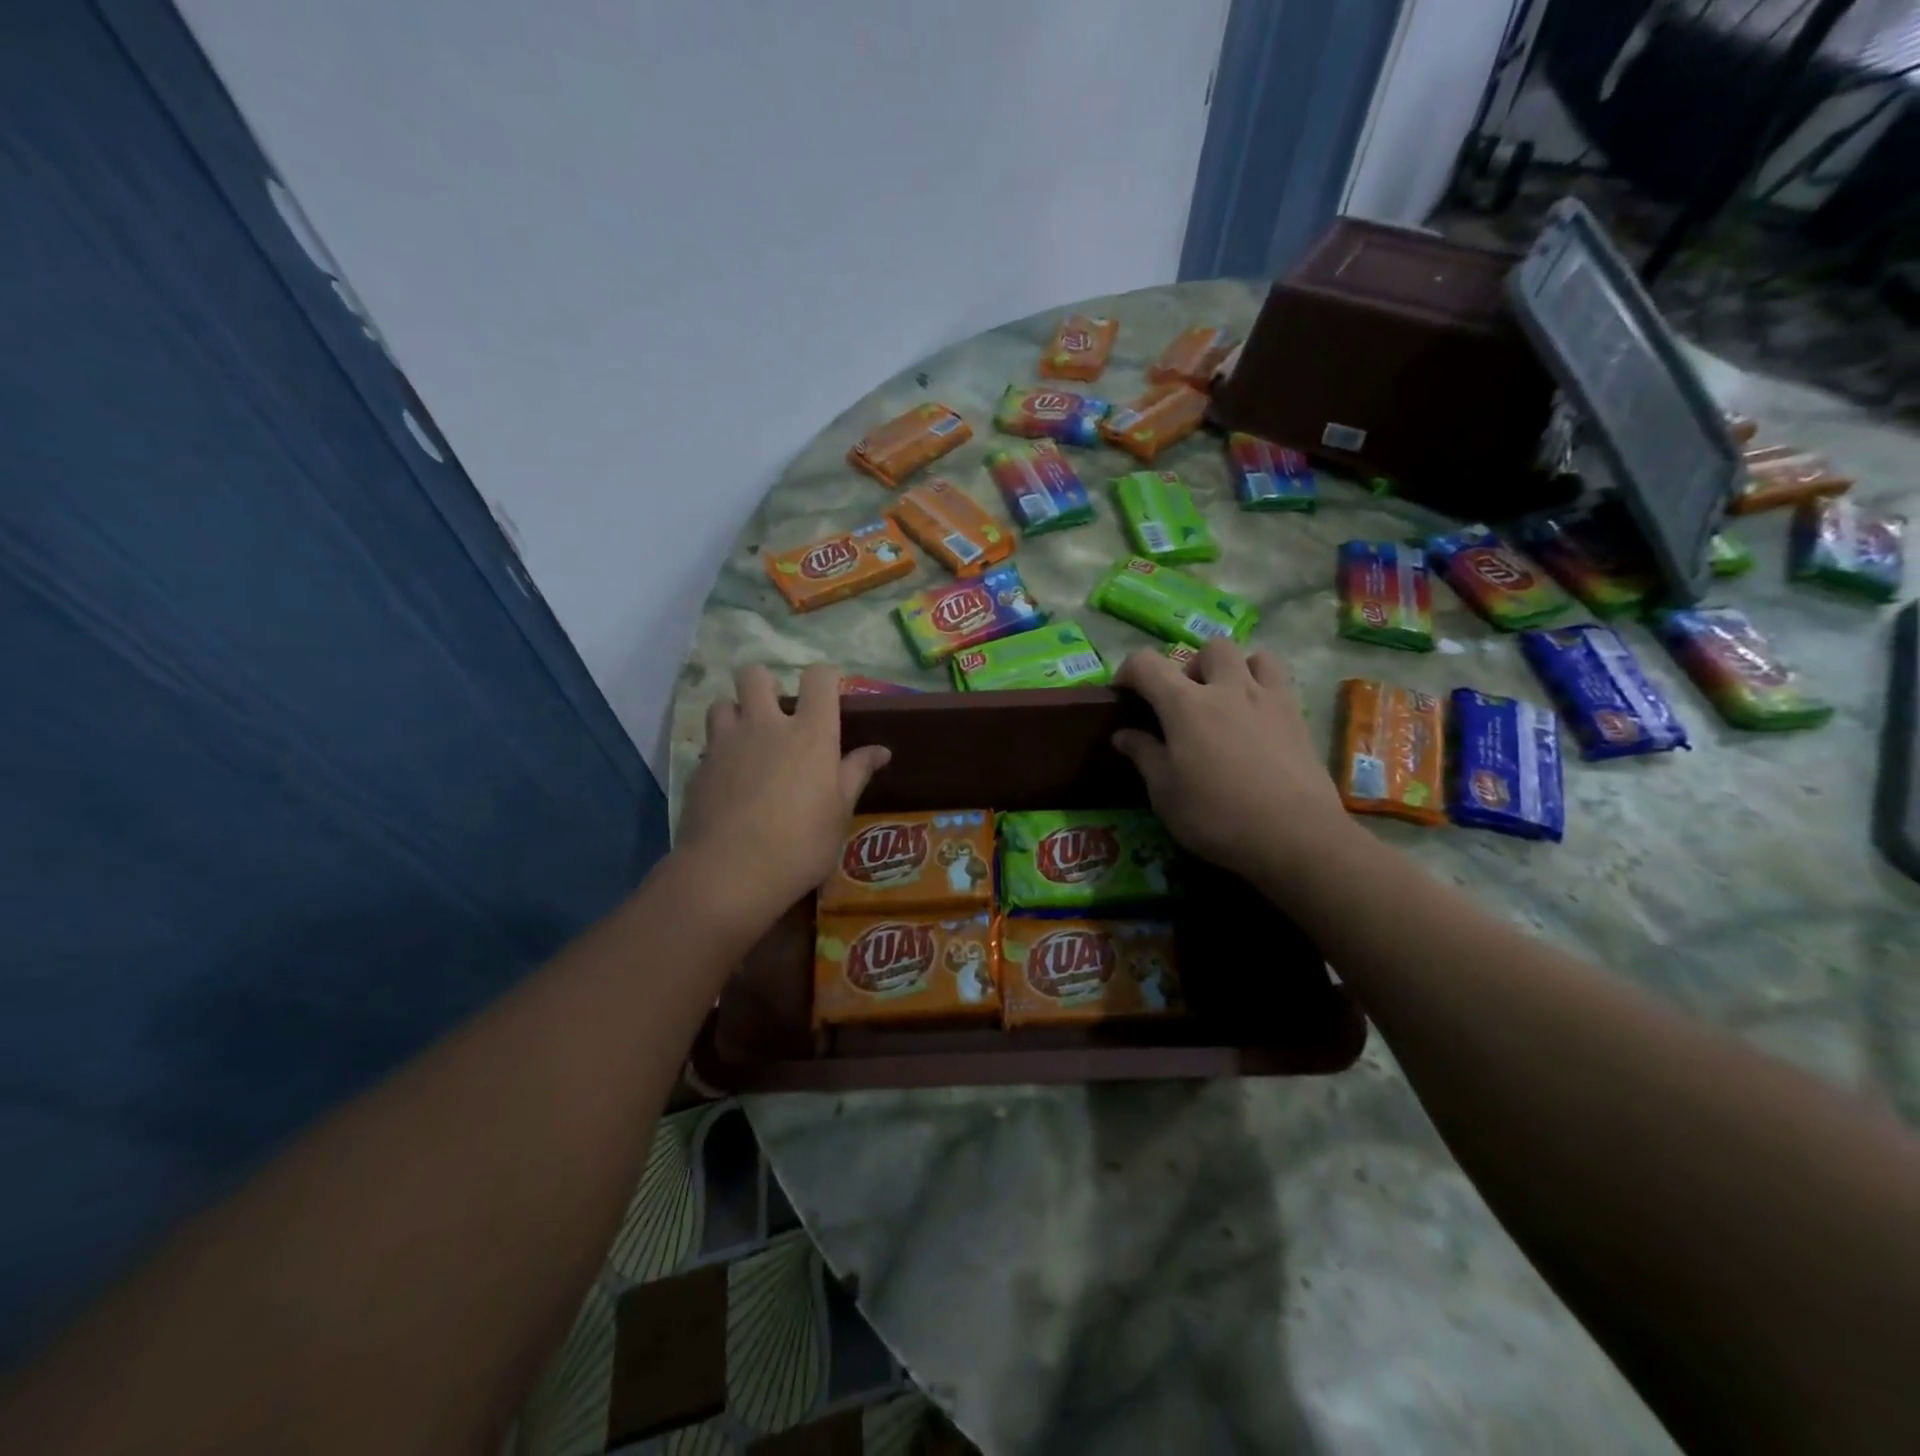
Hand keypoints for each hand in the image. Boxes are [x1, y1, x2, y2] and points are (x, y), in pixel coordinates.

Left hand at [677, 664, 890, 930]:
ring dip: (736, 714)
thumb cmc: (800, 845)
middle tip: (776, 714)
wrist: (729, 874)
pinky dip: (719, 754)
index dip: (824, 678)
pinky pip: (708, 746)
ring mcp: (726, 745)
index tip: (827, 695)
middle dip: (765, 684)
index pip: (818, 677)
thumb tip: (881, 751)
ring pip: (722, 703)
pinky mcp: (699, 769)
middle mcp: (765, 726)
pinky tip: (728, 782)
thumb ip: (856, 774)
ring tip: (747, 741)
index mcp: (810, 733)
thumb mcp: (839, 813)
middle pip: (755, 675)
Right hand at [1111, 642, 1352, 882]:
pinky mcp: (1298, 717)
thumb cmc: (1216, 816)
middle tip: (1186, 702)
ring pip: (1253, 656)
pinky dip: (1264, 689)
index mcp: (1185, 705)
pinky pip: (1280, 682)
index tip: (1125, 694)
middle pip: (1209, 649)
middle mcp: (1227, 689)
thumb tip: (1124, 734)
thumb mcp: (1165, 793)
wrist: (1293, 835)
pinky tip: (1258, 722)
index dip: (1129, 671)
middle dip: (1192, 666)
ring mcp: (1268, 699)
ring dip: (1236, 669)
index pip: (1146, 664)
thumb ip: (1144, 756)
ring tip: (1228, 702)